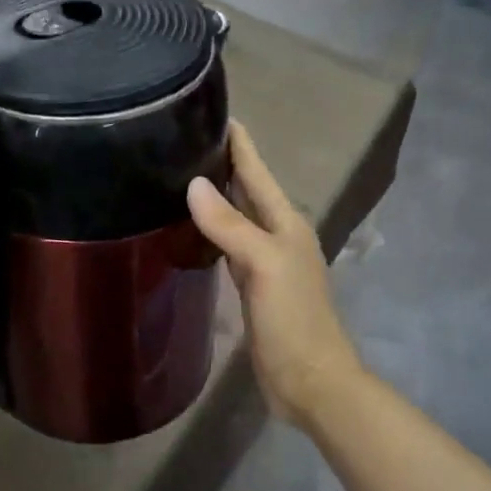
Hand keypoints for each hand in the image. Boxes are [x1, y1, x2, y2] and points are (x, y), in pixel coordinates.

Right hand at [187, 122, 362, 426]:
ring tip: (180, 174)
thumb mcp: (263, 265)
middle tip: (182, 138)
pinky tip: (192, 228)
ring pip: (237, 217)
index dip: (238, 142)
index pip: (257, 171)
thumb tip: (194, 183)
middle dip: (222, 164)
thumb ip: (231, 225)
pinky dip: (211, 232)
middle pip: (247, 190)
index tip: (210, 110)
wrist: (310, 380)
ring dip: (216, 197)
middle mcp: (277, 235)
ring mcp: (265, 261)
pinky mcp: (252, 286)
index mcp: (286, 223)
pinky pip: (228, 247)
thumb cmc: (293, 320)